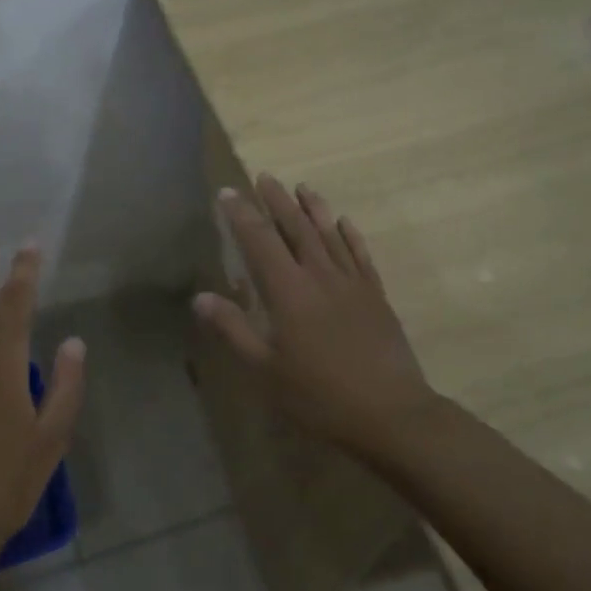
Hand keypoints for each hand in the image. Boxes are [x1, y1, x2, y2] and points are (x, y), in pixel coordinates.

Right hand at [194, 175, 436, 462]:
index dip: (242, 215)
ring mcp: (352, 283)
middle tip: (264, 177)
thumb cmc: (319, 395)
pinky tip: (344, 222)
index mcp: (289, 291)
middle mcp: (320, 276)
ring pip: (330, 235)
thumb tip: (200, 297)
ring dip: (314, 208)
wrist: (390, 413)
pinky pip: (360, 255)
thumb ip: (233, 329)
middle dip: (277, 201)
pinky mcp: (376, 296)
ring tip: (302, 187)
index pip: (261, 241)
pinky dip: (350, 235)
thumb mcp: (265, 370)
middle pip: (296, 228)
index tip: (227, 193)